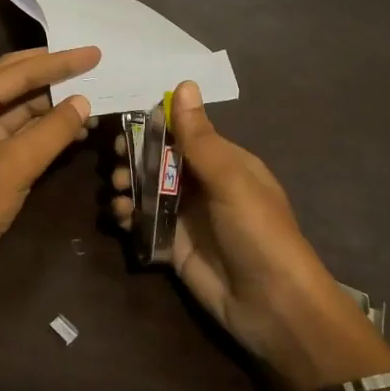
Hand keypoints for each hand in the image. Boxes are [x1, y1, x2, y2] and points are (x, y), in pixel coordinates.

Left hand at [0, 46, 98, 298]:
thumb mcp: (16, 164)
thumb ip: (52, 130)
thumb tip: (84, 101)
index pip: (18, 72)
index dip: (58, 62)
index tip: (93, 53)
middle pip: (16, 82)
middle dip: (52, 72)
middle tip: (89, 62)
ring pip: (21, 109)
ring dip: (52, 103)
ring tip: (90, 96)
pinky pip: (22, 134)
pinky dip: (46, 129)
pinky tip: (73, 129)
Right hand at [107, 81, 389, 390]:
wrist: (273, 306)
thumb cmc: (258, 232)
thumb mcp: (230, 180)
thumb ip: (199, 137)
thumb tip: (184, 83)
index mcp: (223, 163)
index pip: (183, 133)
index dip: (152, 127)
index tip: (124, 126)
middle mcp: (203, 185)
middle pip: (159, 161)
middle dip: (134, 158)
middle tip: (116, 164)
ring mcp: (186, 216)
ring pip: (146, 190)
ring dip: (126, 186)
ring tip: (117, 192)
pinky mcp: (173, 246)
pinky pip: (143, 222)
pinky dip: (127, 215)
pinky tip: (120, 216)